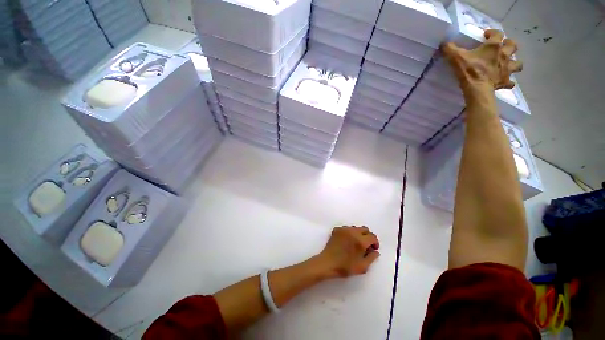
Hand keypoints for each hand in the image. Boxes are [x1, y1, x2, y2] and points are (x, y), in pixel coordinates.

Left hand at [315, 226, 379, 277]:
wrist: (327, 263)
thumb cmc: (345, 267)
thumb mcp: (362, 267)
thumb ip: (372, 258)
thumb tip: (375, 251)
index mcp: (360, 241)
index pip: (372, 236)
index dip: (375, 243)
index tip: (373, 249)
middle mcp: (352, 232)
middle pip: (365, 229)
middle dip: (367, 236)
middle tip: (366, 246)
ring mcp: (344, 229)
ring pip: (356, 228)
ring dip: (358, 234)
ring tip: (355, 244)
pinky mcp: (336, 229)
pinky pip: (347, 228)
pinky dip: (350, 233)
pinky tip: (347, 241)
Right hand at [442, 29, 522, 94]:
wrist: (477, 89)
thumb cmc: (469, 71)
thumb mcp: (456, 57)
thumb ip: (450, 49)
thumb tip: (444, 43)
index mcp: (493, 47)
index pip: (497, 33)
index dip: (492, 32)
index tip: (485, 35)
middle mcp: (504, 55)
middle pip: (513, 46)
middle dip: (509, 45)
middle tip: (502, 47)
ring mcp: (506, 69)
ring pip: (517, 63)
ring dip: (514, 63)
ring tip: (507, 65)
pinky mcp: (505, 81)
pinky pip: (510, 82)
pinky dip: (508, 82)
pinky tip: (504, 82)